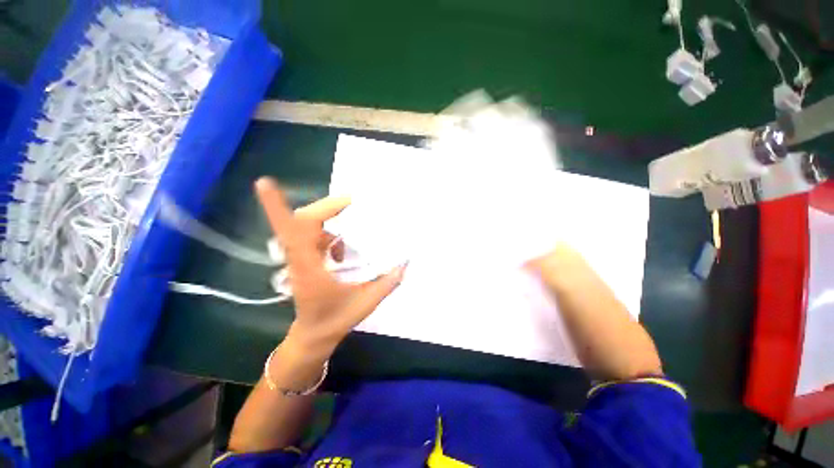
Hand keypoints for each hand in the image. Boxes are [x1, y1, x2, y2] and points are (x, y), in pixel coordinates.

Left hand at [255, 178, 405, 356]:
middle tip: (351, 201)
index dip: (277, 207)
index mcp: (309, 268)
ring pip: (307, 227)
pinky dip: (330, 234)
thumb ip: (387, 282)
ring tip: (351, 216)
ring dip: (328, 218)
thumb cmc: (334, 321)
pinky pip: (314, 237)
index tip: (269, 183)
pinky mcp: (304, 260)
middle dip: (325, 207)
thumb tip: (406, 263)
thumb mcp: (365, 303)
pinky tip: (343, 246)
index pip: (292, 232)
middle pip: (301, 222)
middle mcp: (299, 259)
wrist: (313, 336)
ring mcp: (300, 259)